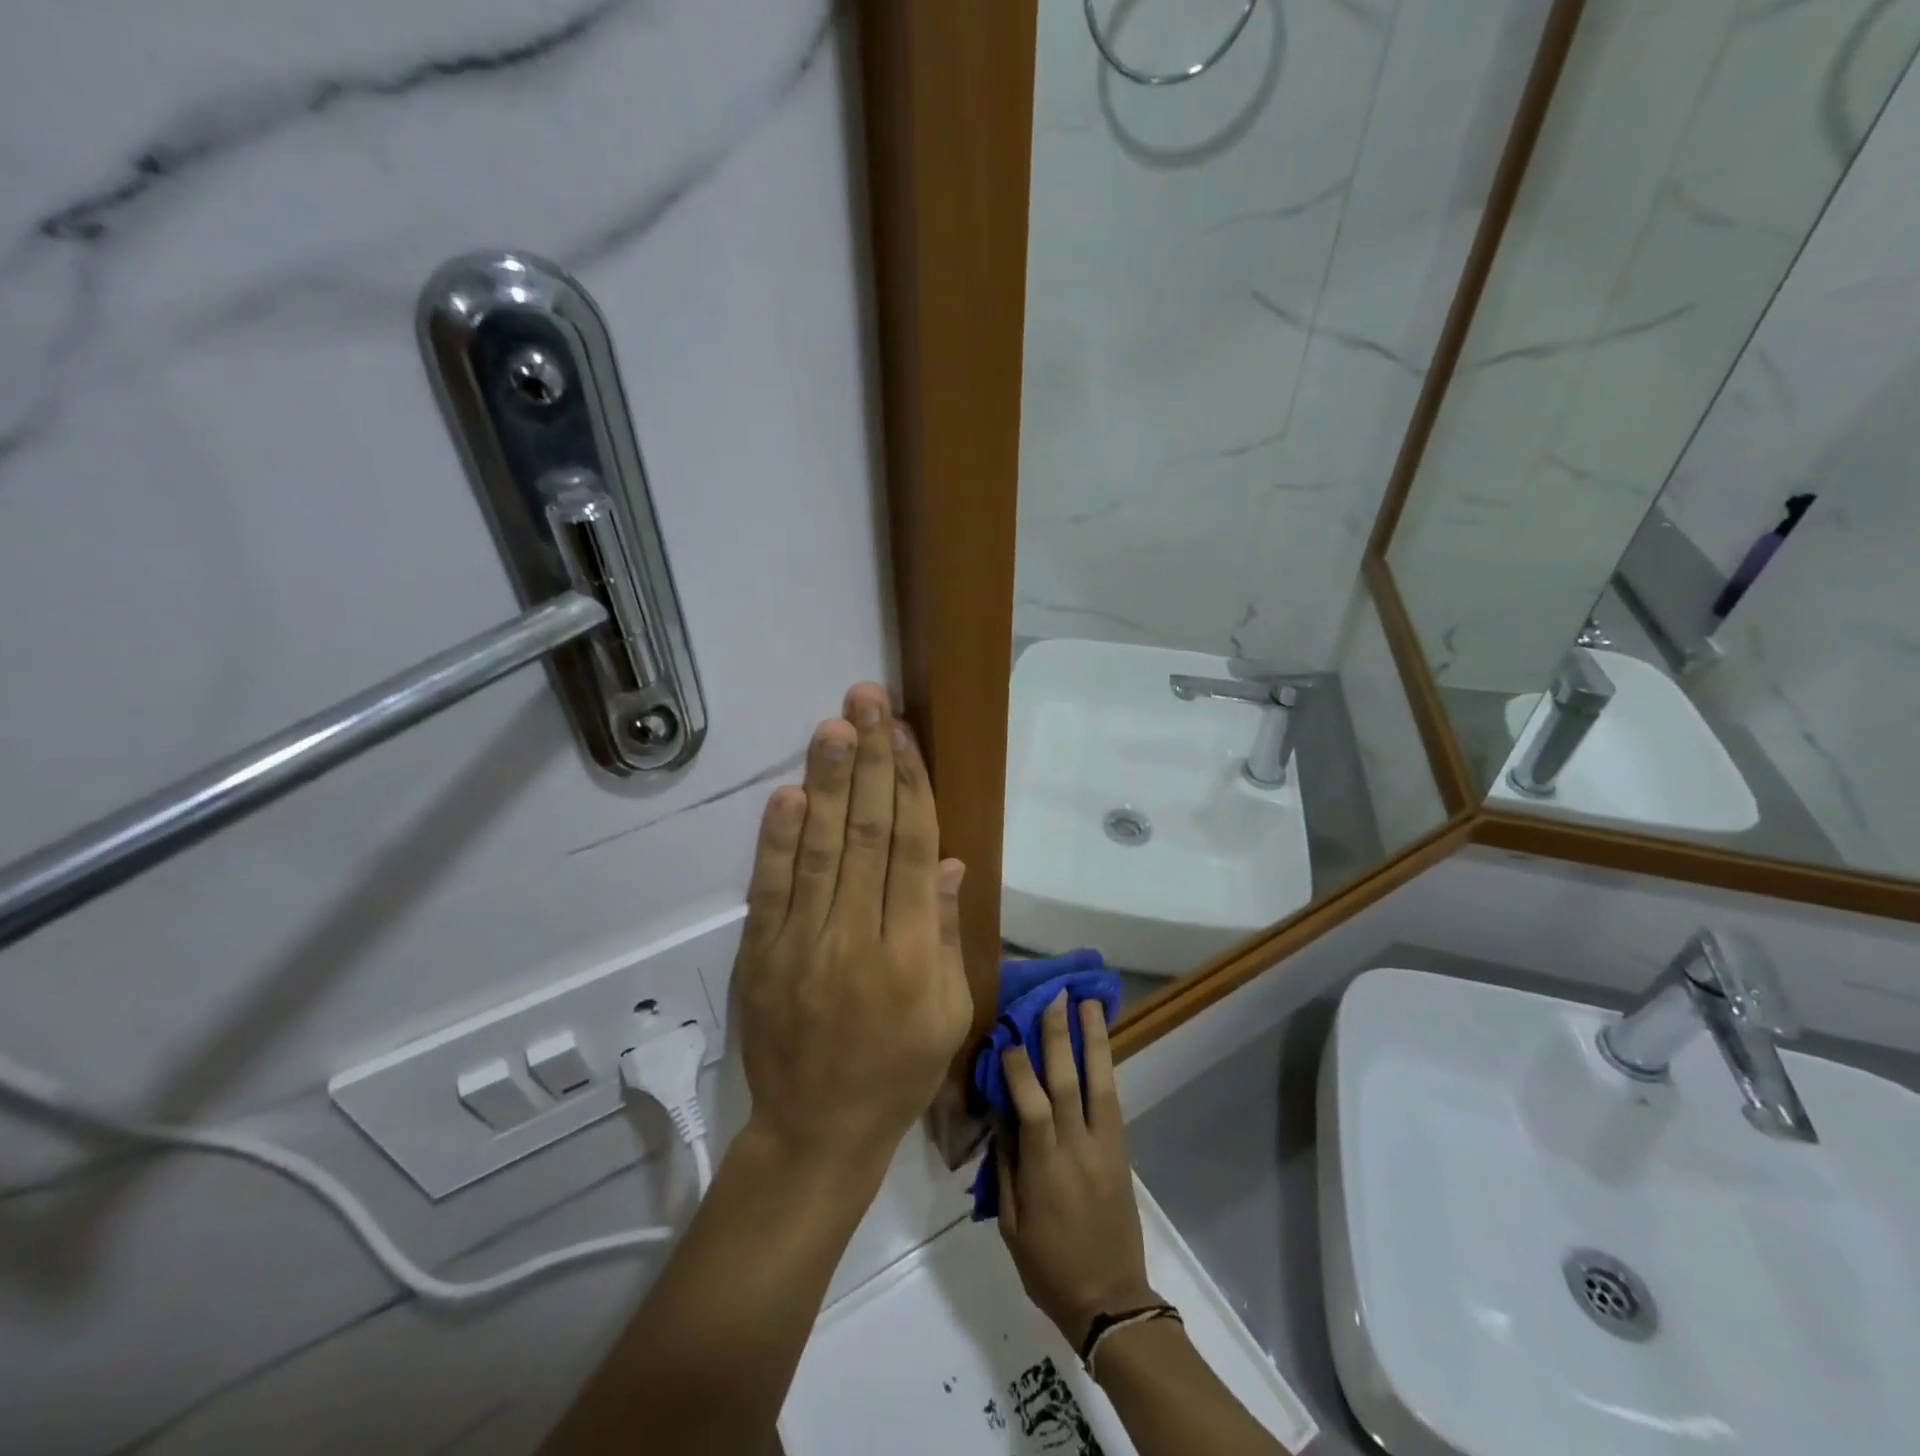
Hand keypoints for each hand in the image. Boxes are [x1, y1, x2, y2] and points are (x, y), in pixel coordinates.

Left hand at [732, 682, 971, 1175]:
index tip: (903, 734)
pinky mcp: (761, 955)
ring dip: (828, 783)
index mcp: (913, 952)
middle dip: (871, 761)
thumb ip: (947, 933)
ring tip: (834, 727)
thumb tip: (951, 862)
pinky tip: (788, 794)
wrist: (817, 1130)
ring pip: (821, 848)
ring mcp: (804, 943)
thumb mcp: (948, 1012)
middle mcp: (860, 936)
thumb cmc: (899, 1071)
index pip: (915, 849)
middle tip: (867, 701)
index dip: (911, 785)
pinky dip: (778, 839)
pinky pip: (771, 889)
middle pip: (869, 833)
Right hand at [997, 994, 1156, 1349]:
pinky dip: (1105, 1067)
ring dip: (1094, 1039)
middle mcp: (1079, 1150)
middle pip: (1069, 1082)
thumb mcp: (1012, 1225)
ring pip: (1100, 1083)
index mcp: (1046, 1171)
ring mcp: (1106, 1148)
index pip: (1033, 1106)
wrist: (1111, 1301)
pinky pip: (1112, 1100)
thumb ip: (1006, 1166)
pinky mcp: (1122, 1151)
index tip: (1007, 1033)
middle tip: (1054, 995)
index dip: (1020, 1067)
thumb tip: (999, 1114)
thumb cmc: (1049, 1268)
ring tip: (1089, 1002)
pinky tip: (1099, 1043)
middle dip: (1060, 1036)